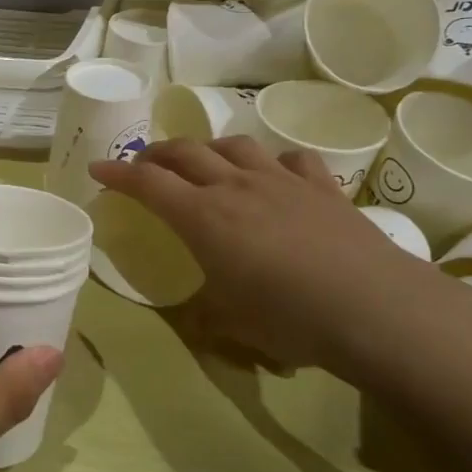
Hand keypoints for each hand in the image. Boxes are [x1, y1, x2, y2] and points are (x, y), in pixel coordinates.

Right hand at [89, 136, 438, 374]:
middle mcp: (236, 187)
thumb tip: (197, 316)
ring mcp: (281, 181)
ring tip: (204, 160)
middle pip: (186, 153)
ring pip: (235, 146)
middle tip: (144, 164)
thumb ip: (205, 315)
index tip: (97, 169)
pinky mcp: (322, 188)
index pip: (148, 184)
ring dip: (209, 148)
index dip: (118, 174)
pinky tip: (275, 173)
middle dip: (157, 154)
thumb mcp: (232, 325)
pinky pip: (291, 159)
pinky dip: (273, 161)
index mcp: (203, 217)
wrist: (374, 307)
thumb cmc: (290, 318)